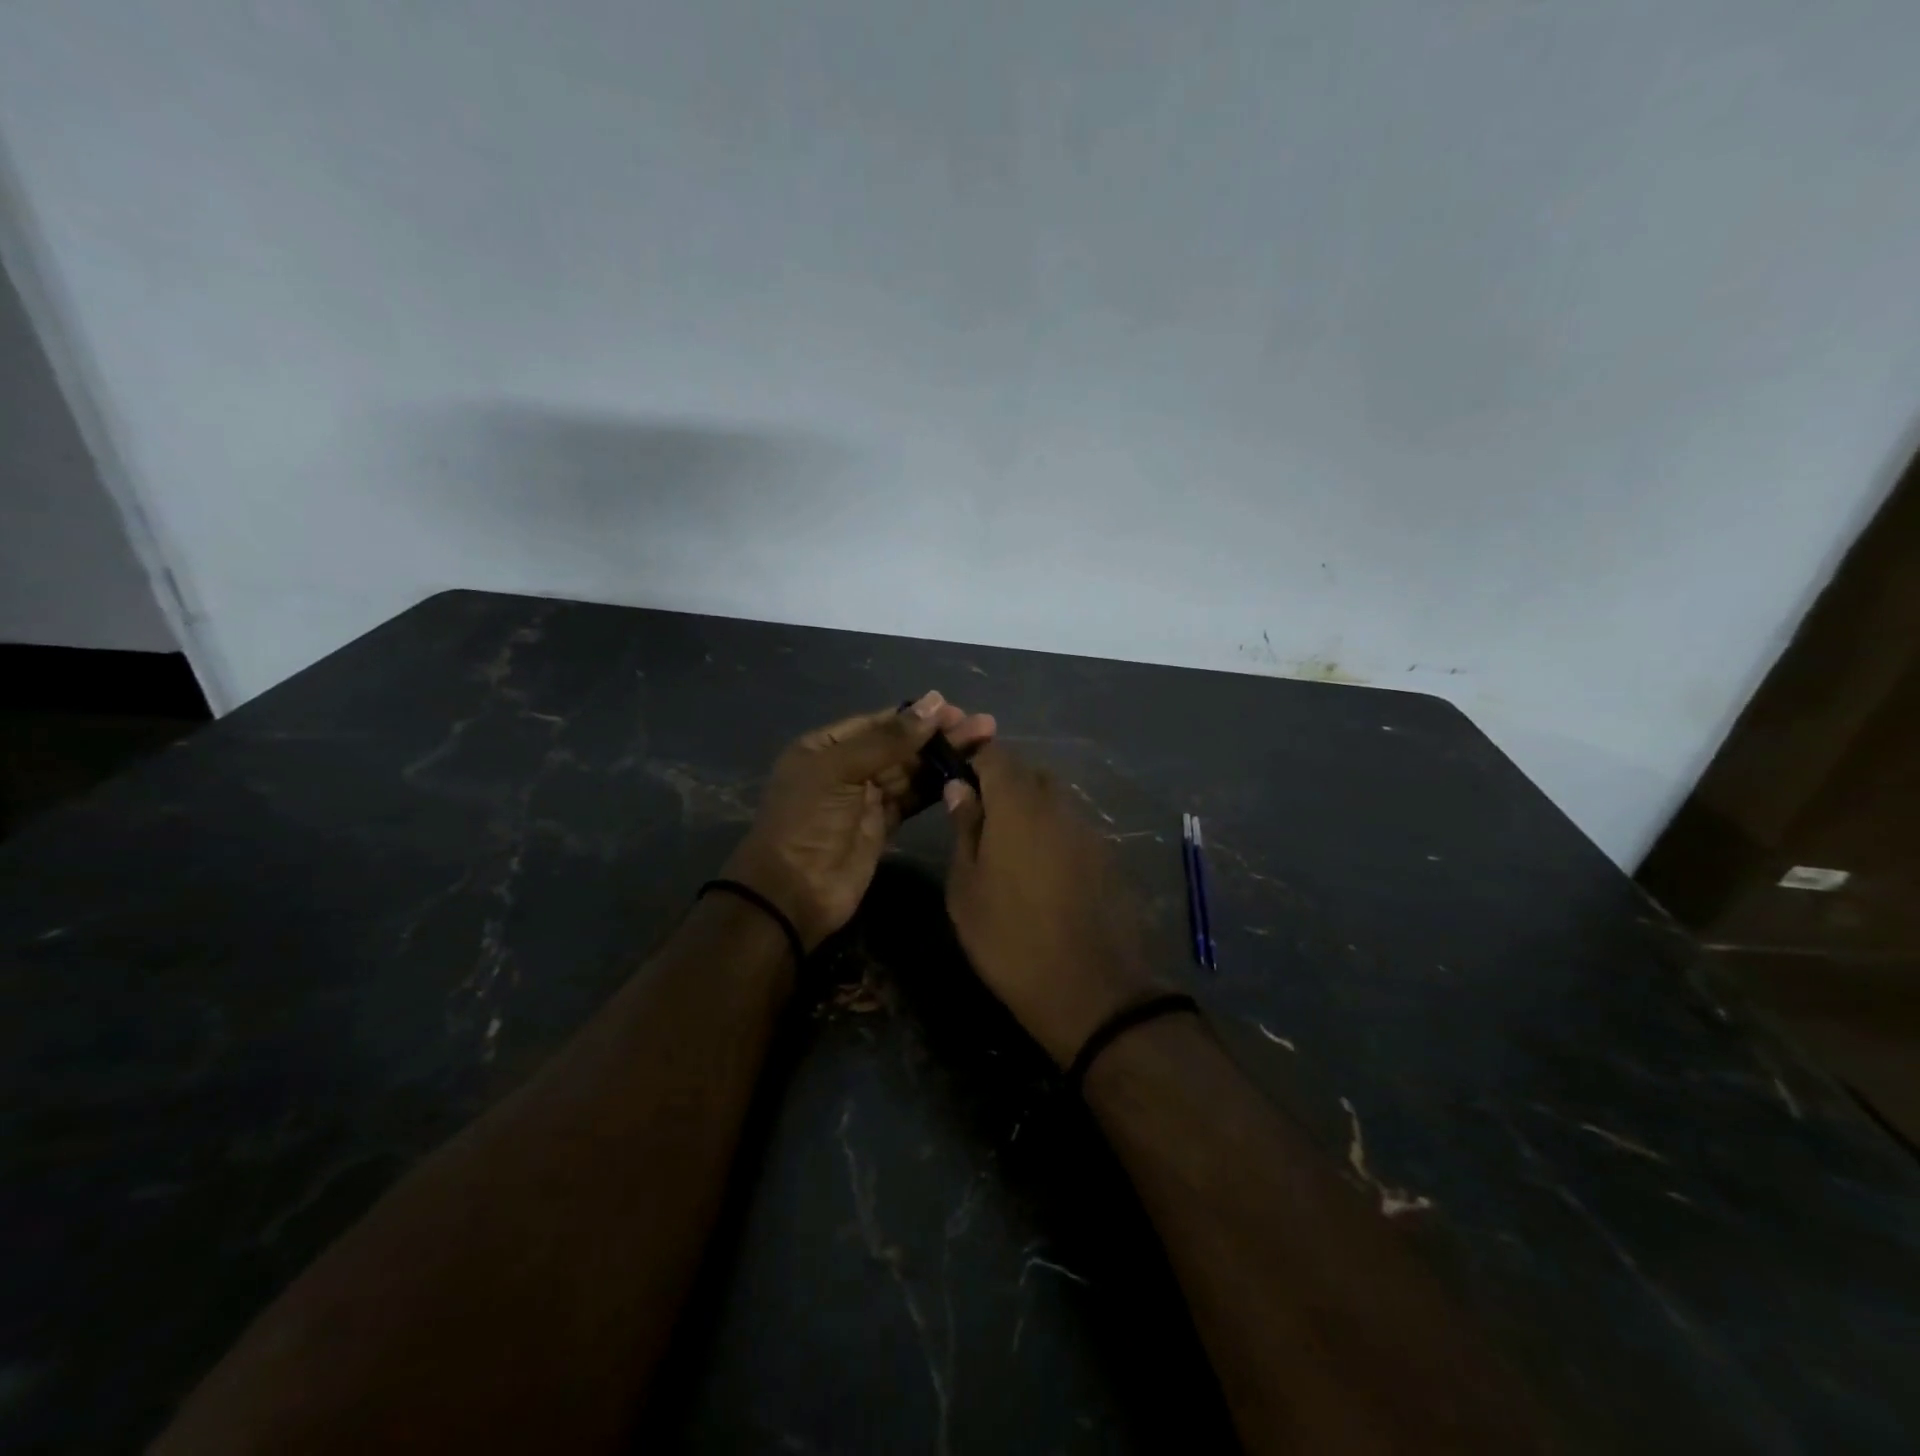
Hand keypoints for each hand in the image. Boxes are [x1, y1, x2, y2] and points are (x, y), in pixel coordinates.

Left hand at [725, 692, 995, 950]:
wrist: (793, 892)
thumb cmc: (807, 821)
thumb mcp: (840, 770)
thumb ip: (888, 739)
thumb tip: (934, 702)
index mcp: (826, 746)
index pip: (879, 722)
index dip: (917, 716)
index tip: (956, 710)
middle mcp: (847, 767)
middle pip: (900, 745)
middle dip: (939, 735)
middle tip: (984, 726)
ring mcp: (866, 798)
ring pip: (912, 771)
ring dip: (945, 758)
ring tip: (986, 744)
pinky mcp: (884, 826)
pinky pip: (915, 798)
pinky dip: (938, 787)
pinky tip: (967, 775)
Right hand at [943, 745, 1161, 1065]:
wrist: (1089, 990)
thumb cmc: (1009, 939)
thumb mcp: (967, 888)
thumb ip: (965, 829)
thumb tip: (959, 787)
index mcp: (1018, 805)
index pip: (994, 754)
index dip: (972, 753)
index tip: (953, 767)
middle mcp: (1058, 805)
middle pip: (1027, 773)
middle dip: (1000, 781)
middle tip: (977, 814)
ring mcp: (1087, 829)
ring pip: (1053, 798)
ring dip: (1028, 806)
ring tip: (1006, 845)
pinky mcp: (1106, 854)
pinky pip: (1071, 825)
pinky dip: (1051, 830)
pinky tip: (1040, 867)